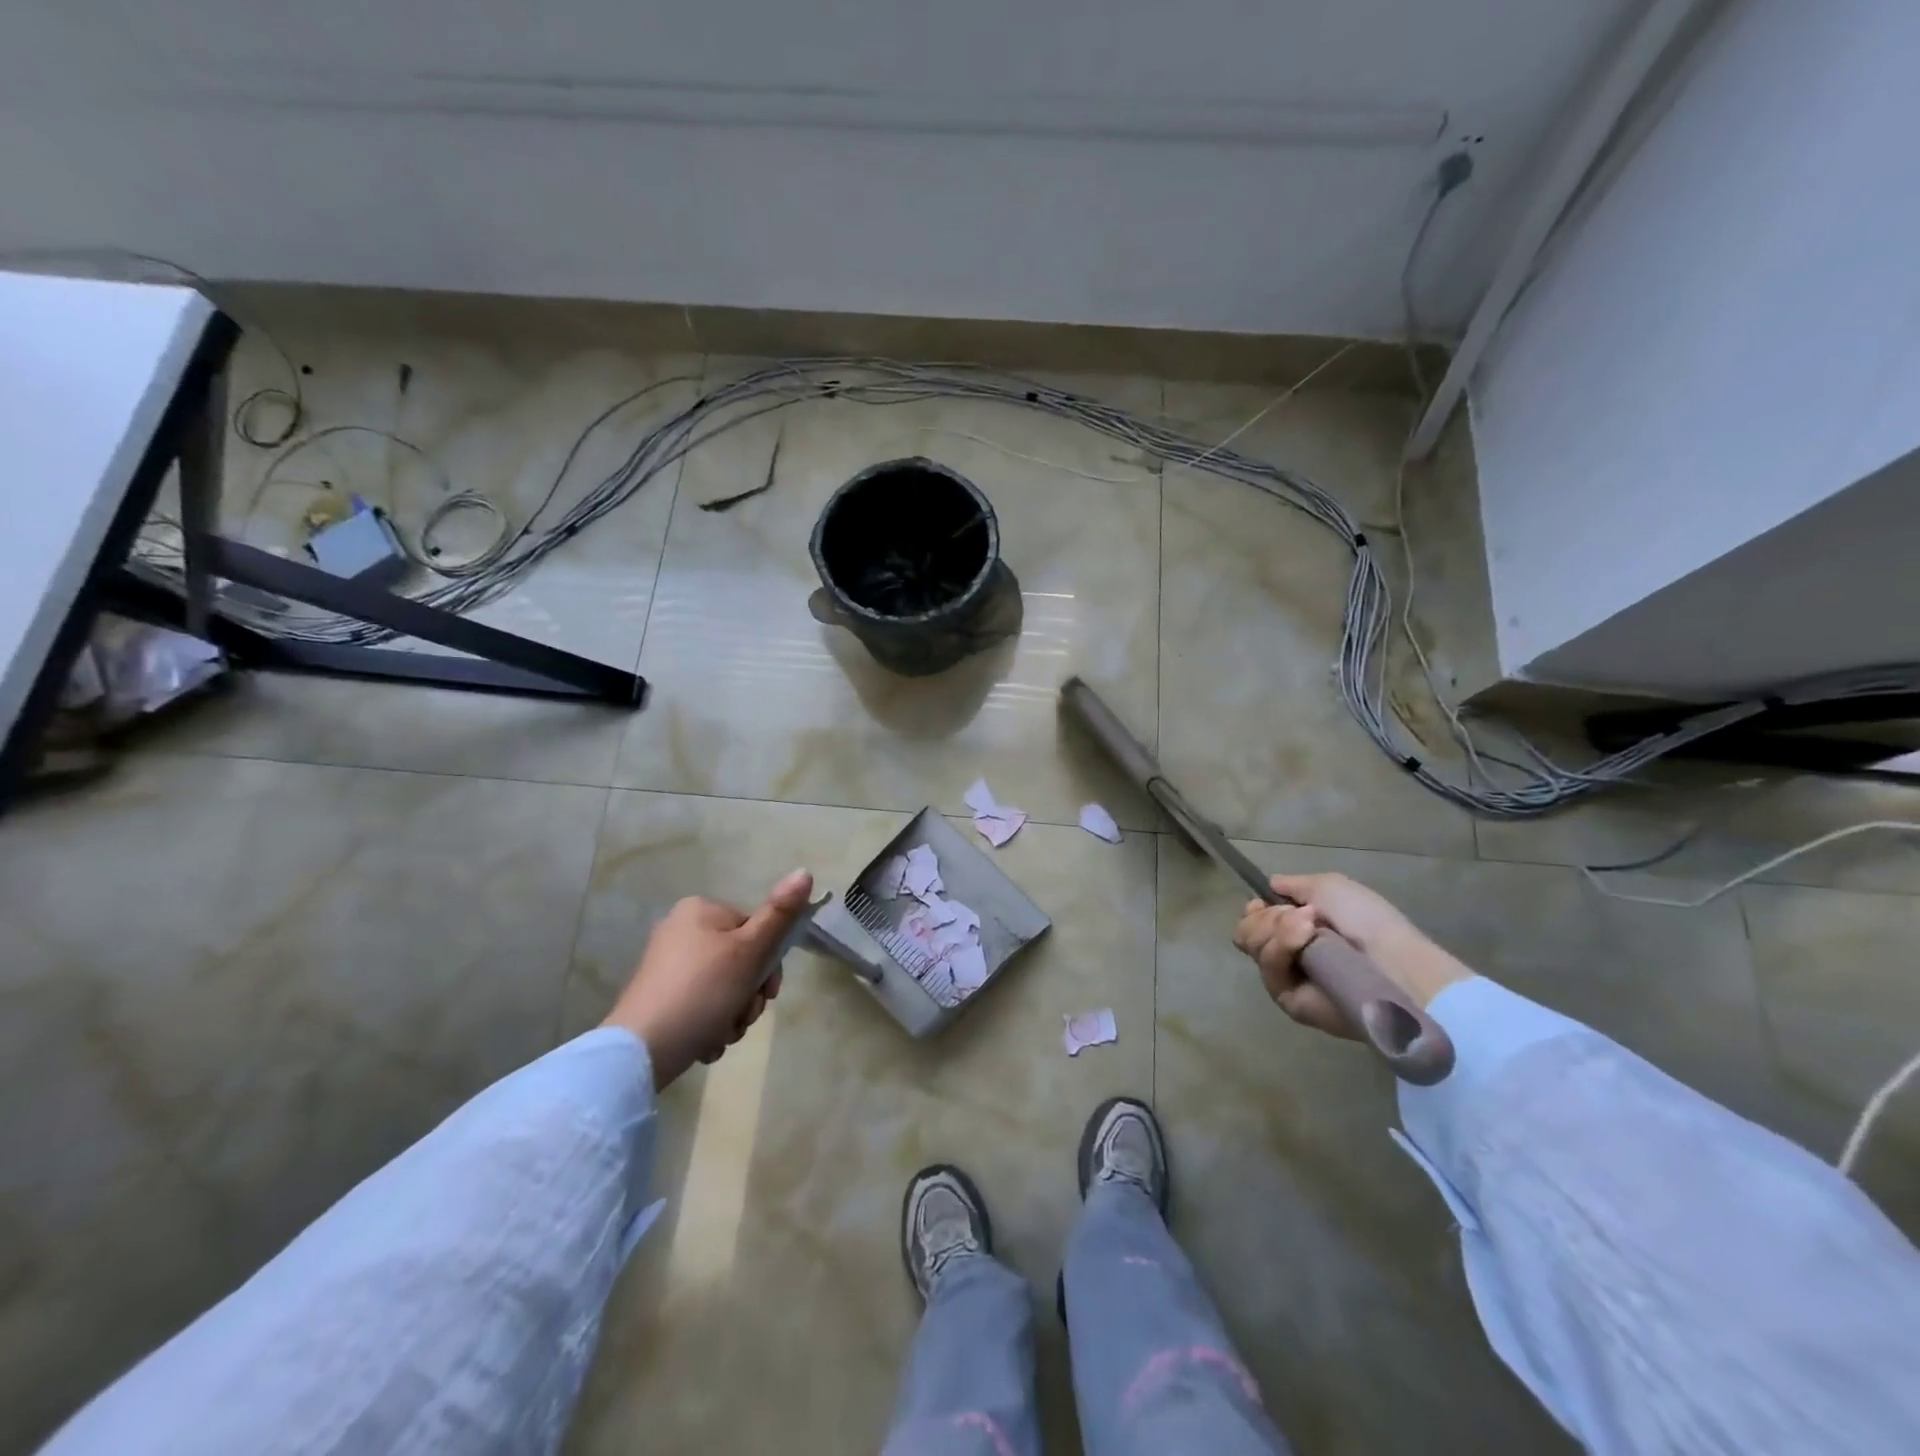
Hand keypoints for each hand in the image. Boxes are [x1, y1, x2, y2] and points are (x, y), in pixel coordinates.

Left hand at [602, 869, 814, 1089]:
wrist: (641, 1050)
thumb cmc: (702, 991)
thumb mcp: (749, 950)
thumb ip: (780, 914)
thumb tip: (805, 872)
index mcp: (700, 910)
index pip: (755, 929)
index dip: (768, 963)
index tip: (768, 991)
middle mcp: (680, 930)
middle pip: (741, 960)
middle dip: (749, 996)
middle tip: (742, 1017)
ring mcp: (667, 966)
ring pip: (724, 988)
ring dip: (733, 1015)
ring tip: (721, 1034)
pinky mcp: (659, 998)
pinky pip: (701, 1005)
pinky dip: (710, 1024)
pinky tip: (705, 1042)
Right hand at [1232, 872, 1470, 1038]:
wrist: (1393, 964)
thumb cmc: (1368, 921)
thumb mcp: (1330, 887)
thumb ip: (1294, 885)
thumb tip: (1270, 886)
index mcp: (1299, 928)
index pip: (1255, 920)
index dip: (1255, 910)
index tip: (1263, 902)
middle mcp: (1289, 954)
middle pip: (1246, 932)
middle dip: (1265, 917)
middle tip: (1299, 916)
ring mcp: (1288, 978)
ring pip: (1253, 947)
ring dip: (1276, 929)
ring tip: (1310, 928)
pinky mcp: (1290, 1002)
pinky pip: (1269, 972)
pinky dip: (1281, 949)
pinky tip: (1304, 941)